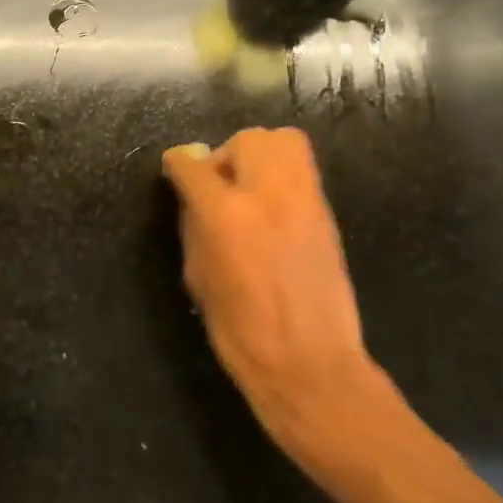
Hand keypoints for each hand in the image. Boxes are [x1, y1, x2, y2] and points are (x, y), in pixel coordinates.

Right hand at [163, 128, 407, 478]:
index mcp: (225, 215)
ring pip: (284, 142)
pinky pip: (302, 170)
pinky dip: (281, 175)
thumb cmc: (239, 331)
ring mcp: (305, 200)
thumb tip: (191, 196)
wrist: (309, 362)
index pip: (194, 165)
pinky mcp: (327, 213)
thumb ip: (194, 226)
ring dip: (258, 155)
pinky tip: (270, 207)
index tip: (175, 168)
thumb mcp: (198, 277)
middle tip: (217, 184)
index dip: (178, 163)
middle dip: (225, 155)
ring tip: (248, 187)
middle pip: (247, 140)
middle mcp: (268, 195)